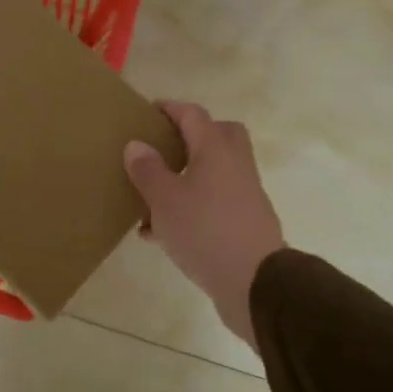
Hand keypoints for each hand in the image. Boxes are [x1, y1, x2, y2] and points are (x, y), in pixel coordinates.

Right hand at [123, 102, 284, 347]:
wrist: (255, 283)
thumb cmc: (205, 230)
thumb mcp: (165, 199)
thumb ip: (148, 170)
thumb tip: (137, 144)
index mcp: (216, 149)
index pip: (193, 114)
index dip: (170, 108)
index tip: (147, 111)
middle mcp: (235, 165)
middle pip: (218, 135)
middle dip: (191, 137)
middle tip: (164, 148)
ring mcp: (244, 194)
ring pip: (213, 173)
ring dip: (185, 178)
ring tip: (150, 198)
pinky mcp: (244, 223)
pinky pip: (213, 203)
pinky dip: (190, 207)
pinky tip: (161, 233)